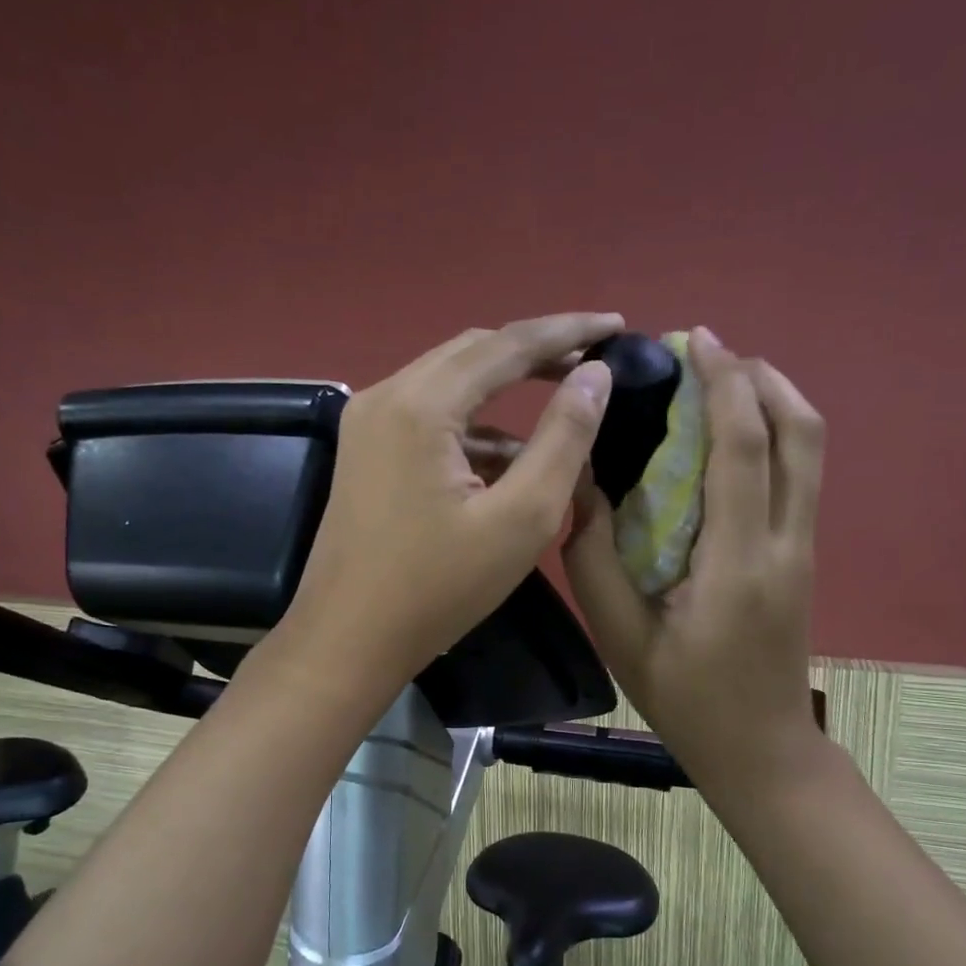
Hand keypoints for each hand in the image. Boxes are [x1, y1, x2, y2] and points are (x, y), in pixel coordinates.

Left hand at [283, 313, 620, 691]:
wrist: (347, 640)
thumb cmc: (438, 588)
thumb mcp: (520, 518)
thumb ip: (563, 438)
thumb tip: (595, 375)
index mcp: (421, 404)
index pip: (508, 343)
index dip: (568, 330)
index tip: (618, 325)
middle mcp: (387, 395)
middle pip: (475, 352)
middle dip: (537, 354)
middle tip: (594, 364)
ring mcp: (369, 423)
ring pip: (451, 383)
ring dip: (506, 392)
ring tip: (563, 412)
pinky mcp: (366, 451)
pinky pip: (430, 418)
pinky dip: (475, 428)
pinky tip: (510, 459)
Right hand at [564, 327, 825, 815]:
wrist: (760, 748)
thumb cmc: (685, 699)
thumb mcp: (622, 637)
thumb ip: (595, 559)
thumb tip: (582, 486)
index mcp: (738, 563)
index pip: (743, 450)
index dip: (725, 386)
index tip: (697, 342)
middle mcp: (786, 543)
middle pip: (799, 433)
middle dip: (759, 378)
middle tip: (709, 355)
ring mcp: (804, 548)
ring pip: (810, 450)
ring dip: (774, 400)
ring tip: (724, 381)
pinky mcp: (803, 556)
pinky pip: (801, 474)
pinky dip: (776, 434)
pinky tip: (733, 435)